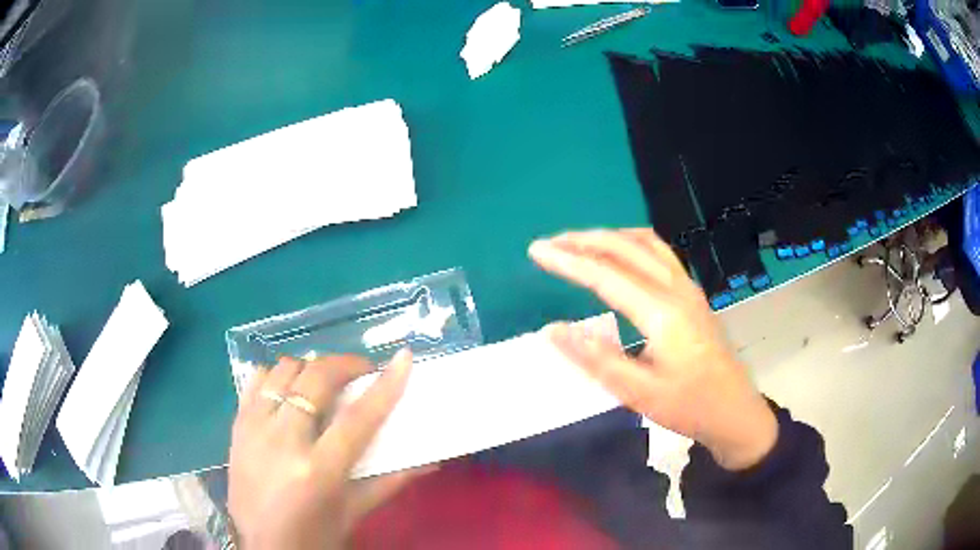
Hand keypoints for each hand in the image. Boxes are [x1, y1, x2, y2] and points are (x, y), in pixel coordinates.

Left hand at [228, 351, 427, 548]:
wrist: (263, 548)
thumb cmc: (314, 536)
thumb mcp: (354, 512)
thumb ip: (391, 481)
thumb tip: (430, 460)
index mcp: (318, 471)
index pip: (358, 418)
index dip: (386, 385)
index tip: (404, 358)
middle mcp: (283, 442)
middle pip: (316, 379)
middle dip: (345, 364)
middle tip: (362, 372)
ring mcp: (254, 429)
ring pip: (283, 371)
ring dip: (310, 368)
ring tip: (325, 383)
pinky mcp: (237, 426)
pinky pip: (256, 381)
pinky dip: (277, 376)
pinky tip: (289, 390)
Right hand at [529, 228, 776, 469]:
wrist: (735, 410)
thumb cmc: (689, 406)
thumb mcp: (639, 393)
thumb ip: (595, 359)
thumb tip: (552, 330)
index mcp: (662, 313)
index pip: (606, 275)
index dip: (568, 261)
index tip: (536, 251)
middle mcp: (676, 289)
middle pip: (626, 248)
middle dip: (584, 240)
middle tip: (550, 244)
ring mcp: (688, 287)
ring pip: (645, 243)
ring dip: (608, 237)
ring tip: (578, 244)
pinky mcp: (692, 293)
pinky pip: (659, 252)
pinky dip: (630, 244)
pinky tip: (619, 256)